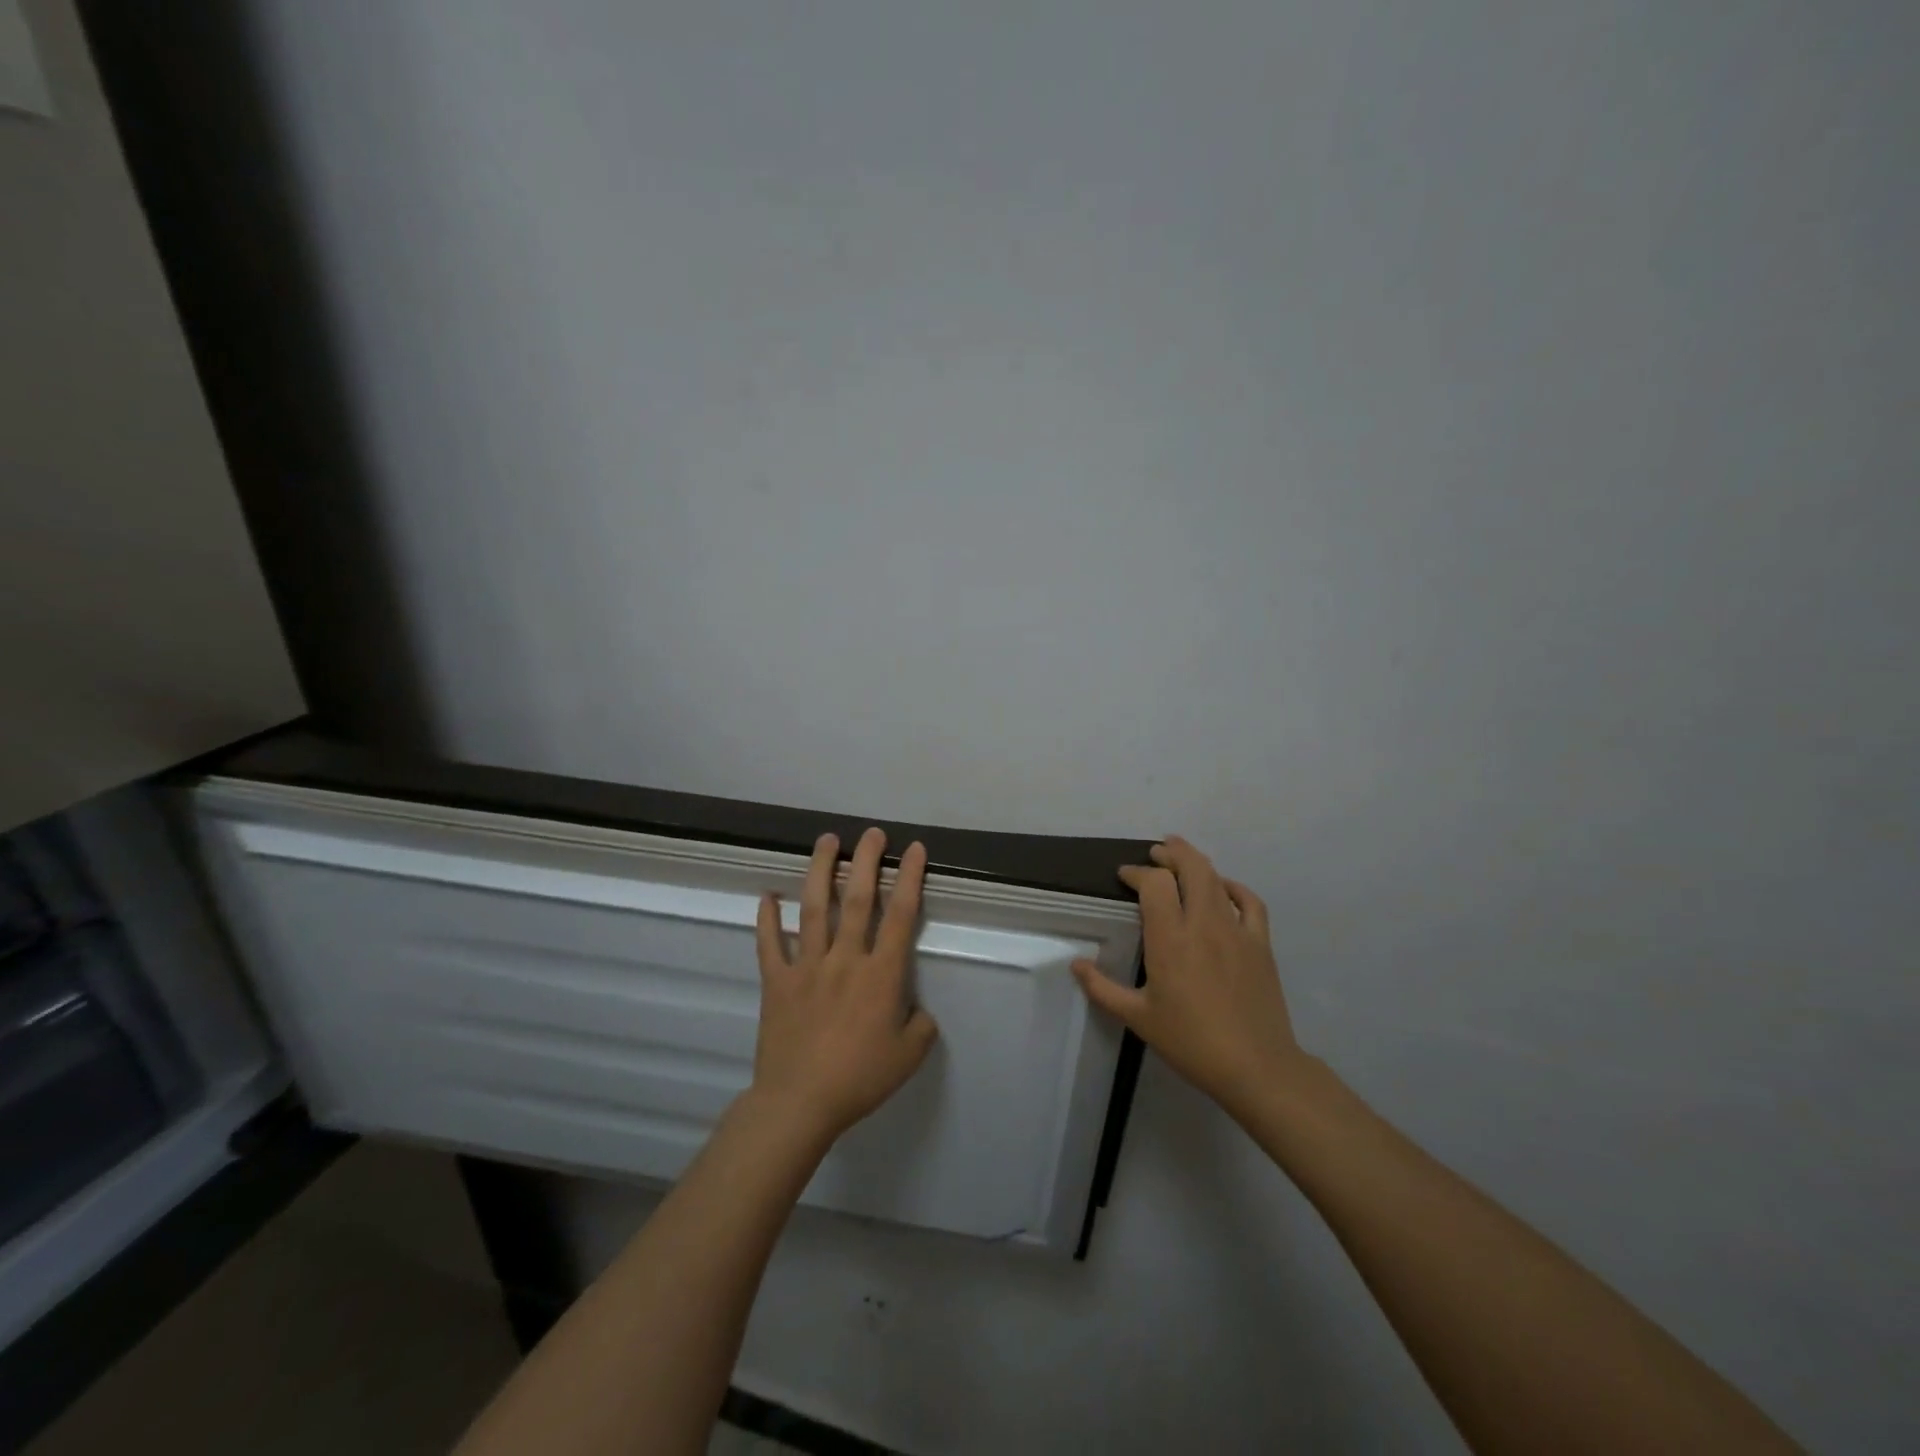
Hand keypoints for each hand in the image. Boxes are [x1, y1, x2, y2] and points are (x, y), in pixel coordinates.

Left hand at [751, 827, 939, 1145]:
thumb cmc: (858, 1079)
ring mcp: (806, 966)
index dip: (910, 878)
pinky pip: (770, 943)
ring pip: (814, 908)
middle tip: (872, 833)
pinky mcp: (776, 981)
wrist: (799, 1103)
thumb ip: (921, 1026)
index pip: (901, 915)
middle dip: (866, 861)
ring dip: (820, 871)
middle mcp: (845, 959)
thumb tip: (918, 1011)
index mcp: (881, 974)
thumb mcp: (908, 1057)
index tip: (915, 849)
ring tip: (827, 841)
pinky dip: (767, 918)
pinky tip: (767, 896)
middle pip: (857, 899)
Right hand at [1072, 836, 1302, 1118]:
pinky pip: (1250, 902)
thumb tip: (1076, 964)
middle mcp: (1203, 924)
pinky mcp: (1260, 943)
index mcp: (1170, 940)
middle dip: (1170, 854)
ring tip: (1181, 857)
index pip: (1154, 884)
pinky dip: (1234, 886)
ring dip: (1196, 862)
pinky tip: (1223, 887)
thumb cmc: (1191, 1042)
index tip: (1125, 876)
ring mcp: (1236, 931)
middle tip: (1155, 853)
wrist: (1256, 1067)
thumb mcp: (1138, 1018)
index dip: (1138, 873)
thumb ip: (1102, 988)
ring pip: (1216, 879)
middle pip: (1190, 868)